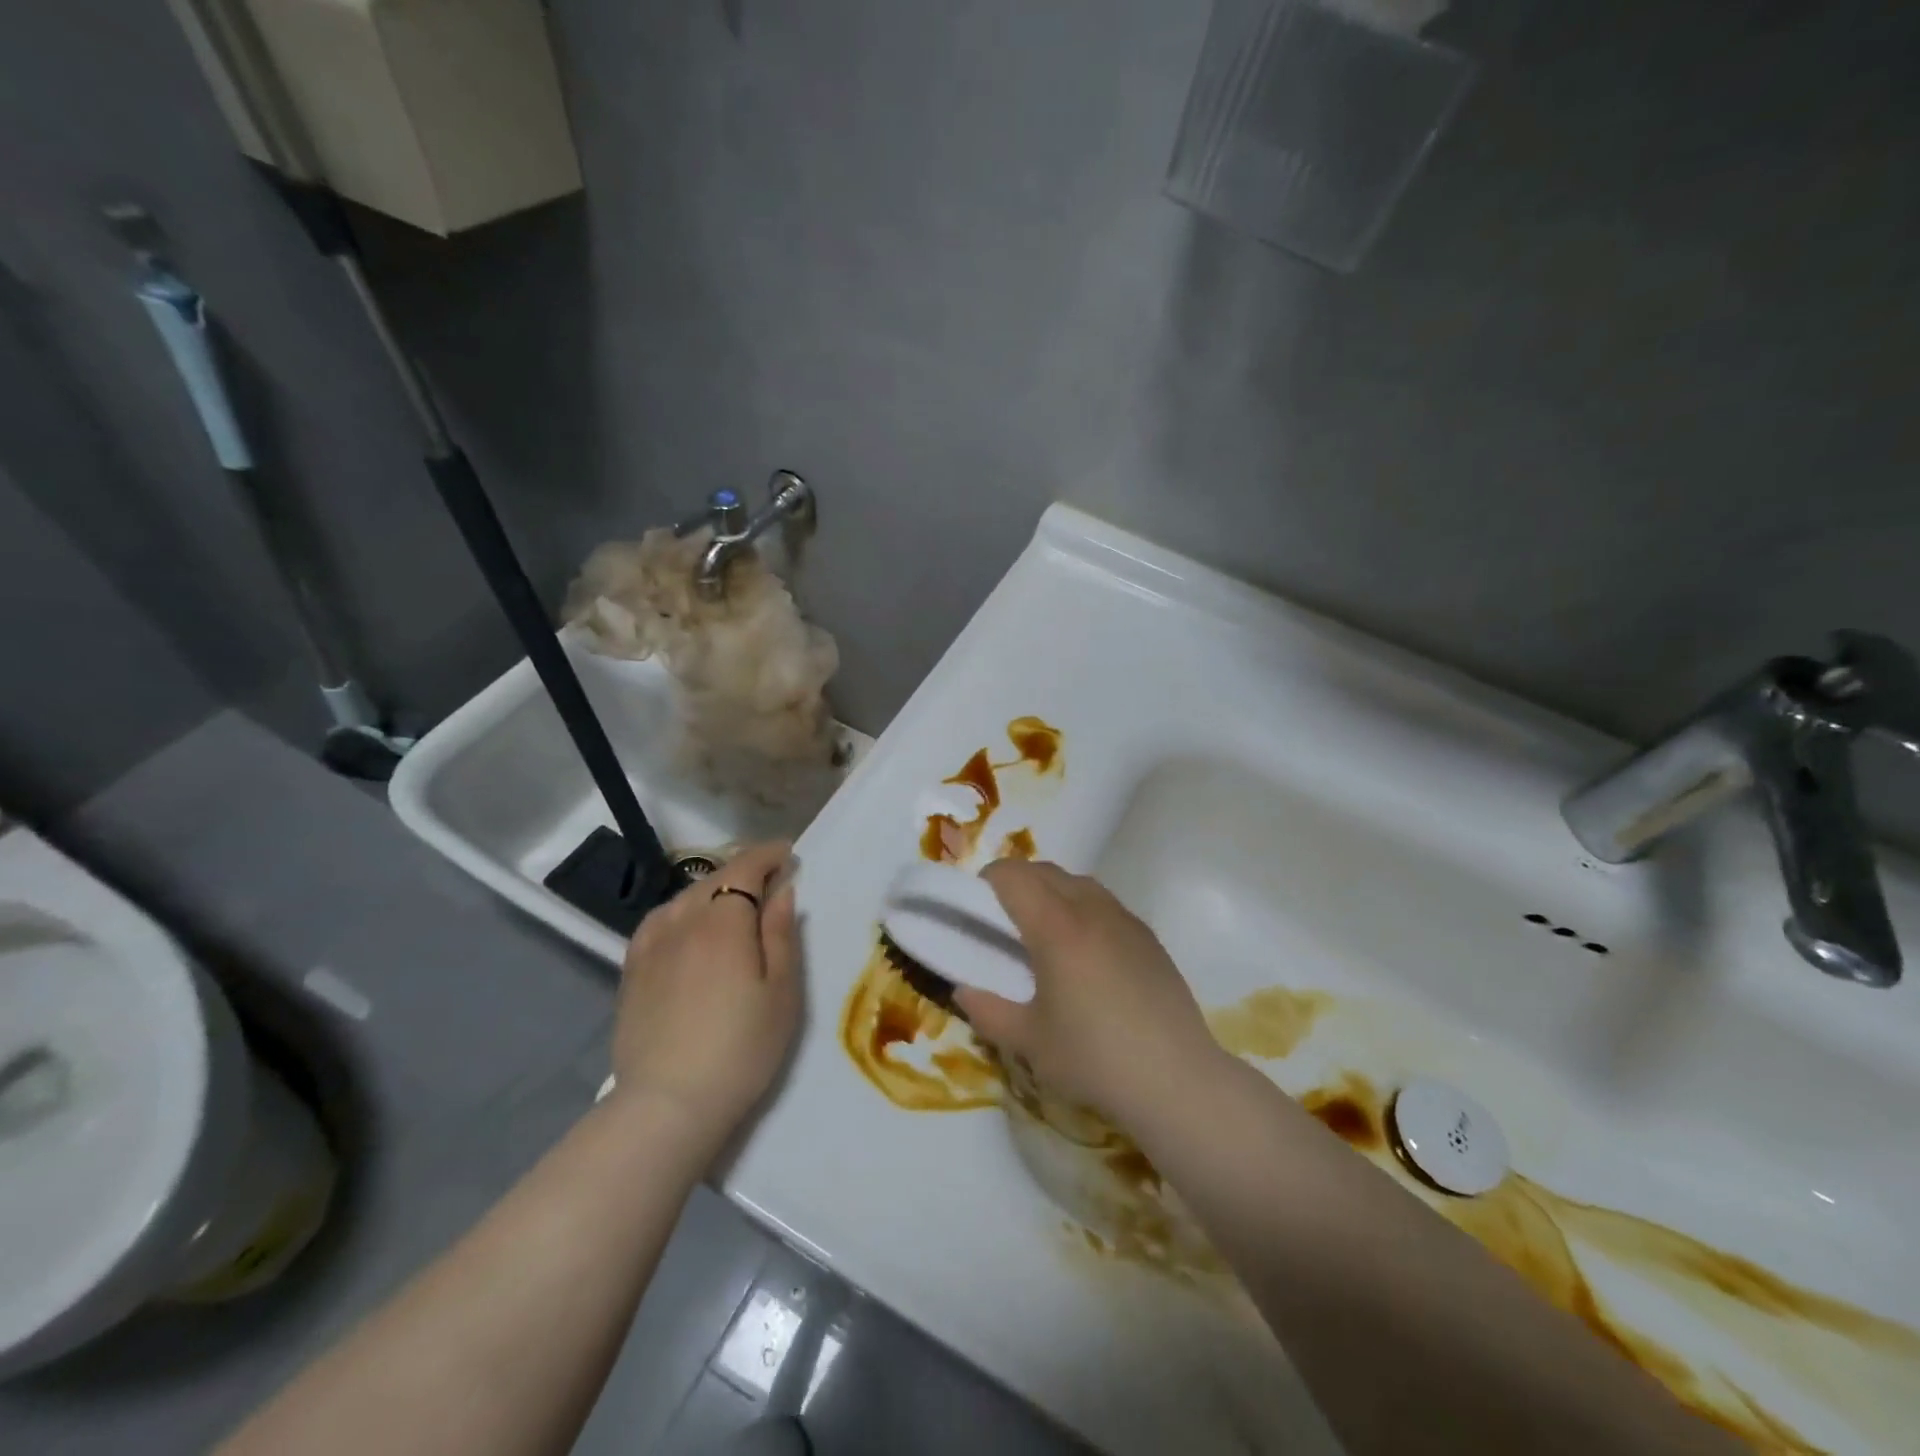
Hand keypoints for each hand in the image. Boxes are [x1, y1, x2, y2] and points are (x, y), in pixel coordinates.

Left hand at [609, 841, 801, 1145]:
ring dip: (714, 889)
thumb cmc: (742, 1048)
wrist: (668, 1104)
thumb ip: (781, 934)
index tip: (788, 853)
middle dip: (745, 869)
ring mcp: (652, 944)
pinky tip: (688, 925)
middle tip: (770, 877)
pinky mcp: (632, 969)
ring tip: (734, 901)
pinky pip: (660, 920)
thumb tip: (781, 890)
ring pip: (686, 897)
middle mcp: (683, 920)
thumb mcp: (782, 992)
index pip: (745, 868)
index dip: (768, 855)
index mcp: (724, 921)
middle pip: (715, 878)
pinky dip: (681, 910)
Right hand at [952, 860, 1225, 1133]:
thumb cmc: (1094, 1059)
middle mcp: (1091, 910)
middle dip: (1017, 882)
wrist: (1176, 1080)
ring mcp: (1125, 920)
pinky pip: (1105, 903)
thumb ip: (987, 1011)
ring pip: (1079, 882)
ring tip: (1044, 932)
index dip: (988, 881)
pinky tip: (1084, 952)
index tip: (977, 907)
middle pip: (1045, 871)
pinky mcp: (1148, 937)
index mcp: (1056, 927)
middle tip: (1003, 920)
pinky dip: (1082, 908)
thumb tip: (963, 990)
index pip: (1013, 876)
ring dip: (1052, 891)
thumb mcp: (1029, 1042)